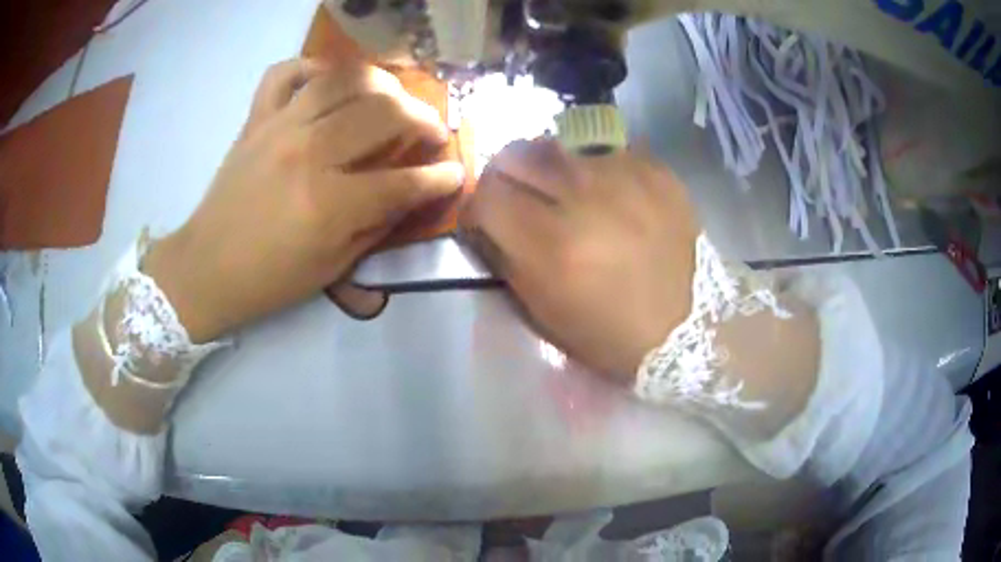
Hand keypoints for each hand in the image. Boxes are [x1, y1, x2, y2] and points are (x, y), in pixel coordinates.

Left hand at [144, 59, 463, 341]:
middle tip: (431, 130)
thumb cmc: (270, 279)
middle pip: (384, 113)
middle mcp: (308, 153)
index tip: (456, 173)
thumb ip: (377, 224)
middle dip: (424, 119)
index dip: (440, 177)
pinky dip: (311, 67)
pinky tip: (327, 80)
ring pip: (345, 79)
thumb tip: (413, 193)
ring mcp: (279, 127)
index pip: (404, 181)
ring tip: (392, 98)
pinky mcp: (256, 119)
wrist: (206, 268)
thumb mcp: (332, 268)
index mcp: (329, 204)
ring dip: (382, 83)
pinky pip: (285, 72)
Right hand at [462, 139, 700, 381]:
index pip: (486, 195)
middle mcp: (583, 199)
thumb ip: (508, 259)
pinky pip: (606, 152)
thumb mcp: (545, 313)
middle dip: (505, 175)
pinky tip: (610, 196)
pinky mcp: (655, 171)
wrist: (689, 325)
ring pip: (558, 146)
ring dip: (549, 170)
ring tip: (567, 194)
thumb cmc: (611, 334)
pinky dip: (595, 170)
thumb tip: (489, 223)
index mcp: (551, 245)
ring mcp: (623, 177)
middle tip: (518, 197)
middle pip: (515, 154)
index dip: (477, 206)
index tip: (487, 221)